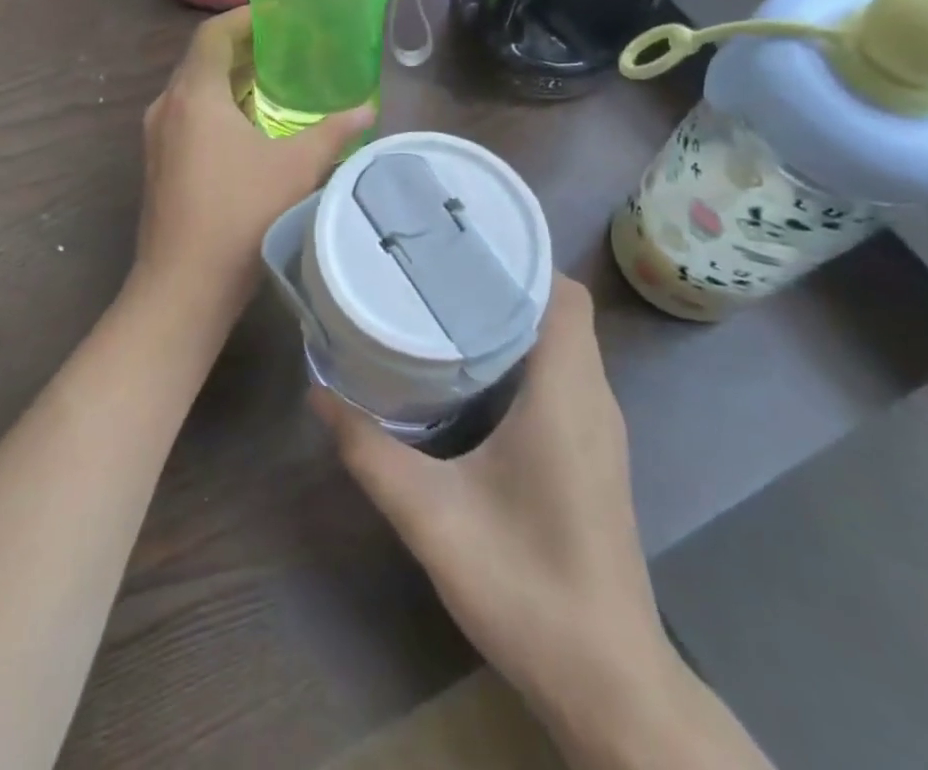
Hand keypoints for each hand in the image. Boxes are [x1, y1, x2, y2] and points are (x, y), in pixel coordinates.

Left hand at [131, 9, 373, 332]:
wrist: (183, 286)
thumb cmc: (240, 215)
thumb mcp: (297, 168)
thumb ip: (335, 132)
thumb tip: (369, 109)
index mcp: (193, 95)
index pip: (213, 35)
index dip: (244, 17)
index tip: (278, 14)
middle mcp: (167, 107)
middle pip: (202, 61)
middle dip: (243, 49)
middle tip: (286, 46)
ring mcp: (157, 139)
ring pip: (194, 92)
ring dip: (230, 81)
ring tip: (274, 82)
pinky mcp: (158, 165)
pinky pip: (188, 118)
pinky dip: (218, 109)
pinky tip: (250, 128)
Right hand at [312, 275, 677, 731]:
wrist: (608, 686)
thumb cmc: (527, 587)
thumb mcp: (431, 517)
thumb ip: (370, 451)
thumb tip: (318, 392)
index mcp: (566, 394)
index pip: (564, 294)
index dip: (523, 258)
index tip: (463, 240)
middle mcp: (593, 398)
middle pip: (559, 310)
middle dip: (504, 280)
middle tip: (436, 266)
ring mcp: (598, 428)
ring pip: (561, 343)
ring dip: (513, 317)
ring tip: (445, 302)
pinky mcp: (592, 453)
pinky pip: (562, 375)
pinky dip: (523, 354)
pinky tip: (472, 371)